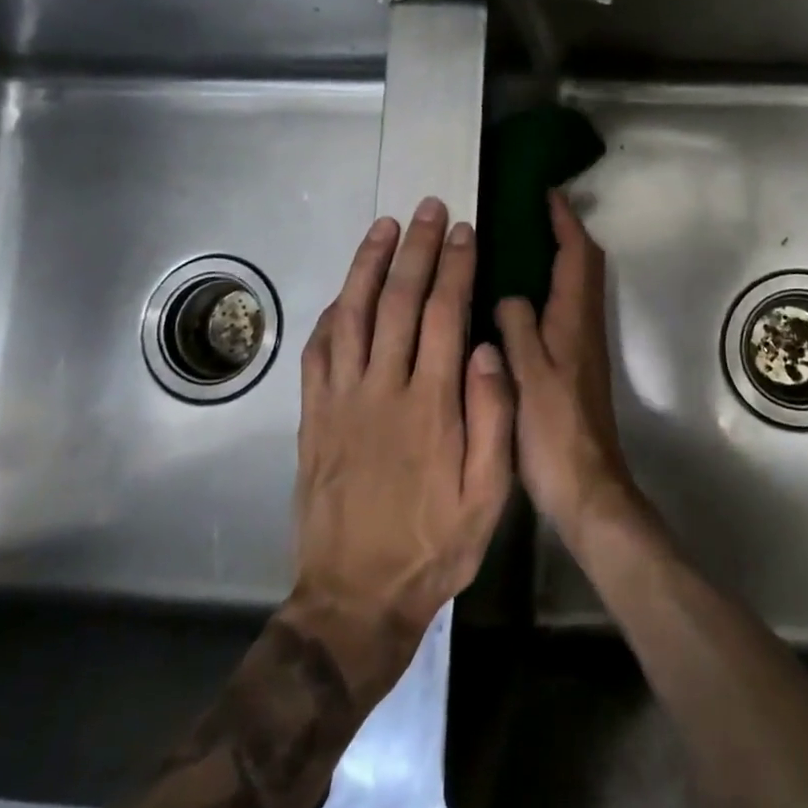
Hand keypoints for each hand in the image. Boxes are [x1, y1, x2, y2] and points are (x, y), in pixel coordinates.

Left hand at [286, 197, 513, 701]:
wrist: (355, 598)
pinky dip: (332, 313)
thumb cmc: (434, 545)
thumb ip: (493, 418)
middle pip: (397, 301)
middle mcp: (382, 390)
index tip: (464, 232)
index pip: (443, 315)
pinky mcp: (313, 419)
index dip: (454, 267)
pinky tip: (344, 293)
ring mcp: (341, 402)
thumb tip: (490, 349)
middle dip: (417, 249)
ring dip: (368, 265)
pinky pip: (318, 353)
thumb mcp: (489, 495)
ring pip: (351, 315)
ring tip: (385, 226)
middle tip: (429, 208)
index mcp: (431, 404)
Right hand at [495, 191, 640, 544]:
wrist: (585, 485)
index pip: (577, 254)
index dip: (565, 221)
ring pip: (577, 286)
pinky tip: (520, 300)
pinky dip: (551, 288)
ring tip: (522, 244)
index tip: (546, 193)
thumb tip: (510, 295)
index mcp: (575, 320)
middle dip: (567, 233)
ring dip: (560, 258)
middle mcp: (585, 325)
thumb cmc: (553, 431)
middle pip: (585, 265)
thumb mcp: (526, 375)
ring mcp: (584, 346)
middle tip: (533, 214)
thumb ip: (517, 327)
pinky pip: (566, 309)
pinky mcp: (577, 366)